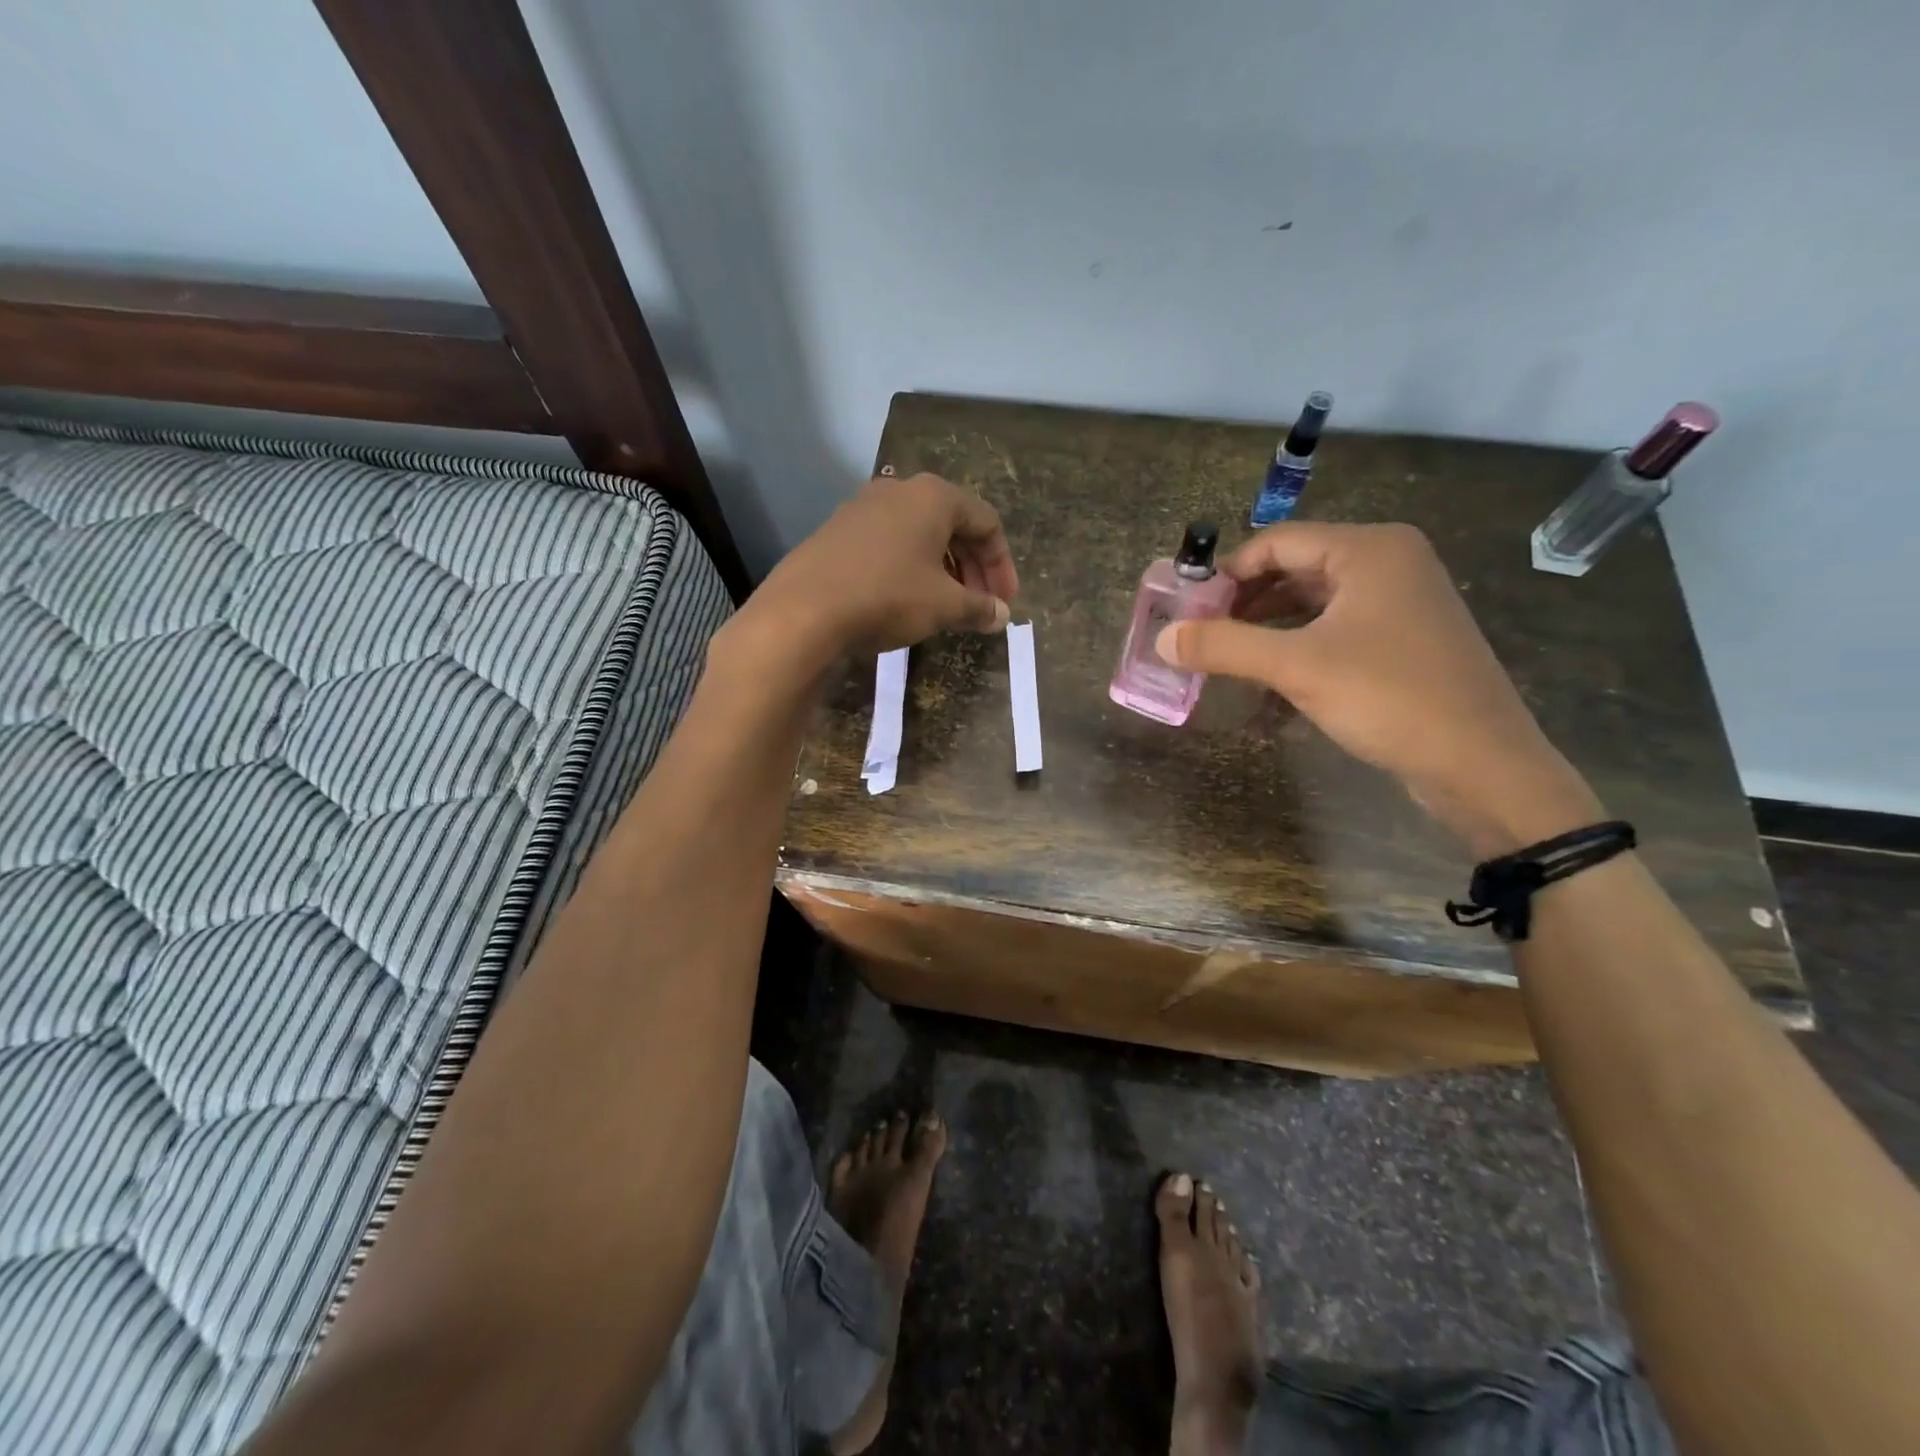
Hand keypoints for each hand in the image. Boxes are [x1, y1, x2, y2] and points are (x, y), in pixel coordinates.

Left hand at [734, 473, 1018, 663]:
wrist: (804, 610)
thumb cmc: (888, 596)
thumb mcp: (944, 605)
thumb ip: (979, 607)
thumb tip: (1002, 615)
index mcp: (933, 496)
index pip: (986, 522)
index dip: (1002, 565)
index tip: (1004, 602)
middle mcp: (898, 490)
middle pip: (953, 525)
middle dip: (973, 567)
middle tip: (981, 605)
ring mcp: (862, 507)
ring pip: (918, 534)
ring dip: (941, 569)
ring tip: (946, 605)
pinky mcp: (836, 531)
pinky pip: (887, 544)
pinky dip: (908, 568)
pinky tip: (905, 600)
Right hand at [1156, 522, 1601, 854]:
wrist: (1480, 764)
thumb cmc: (1389, 697)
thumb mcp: (1296, 667)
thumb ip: (1224, 646)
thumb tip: (1162, 638)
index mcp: (1369, 549)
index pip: (1277, 542)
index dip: (1227, 573)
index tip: (1188, 609)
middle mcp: (1389, 563)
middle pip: (1295, 568)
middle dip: (1244, 601)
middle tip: (1202, 635)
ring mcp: (1401, 602)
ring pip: (1314, 601)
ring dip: (1267, 626)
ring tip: (1226, 656)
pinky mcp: (1404, 640)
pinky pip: (1335, 628)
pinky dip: (1298, 645)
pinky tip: (1270, 677)